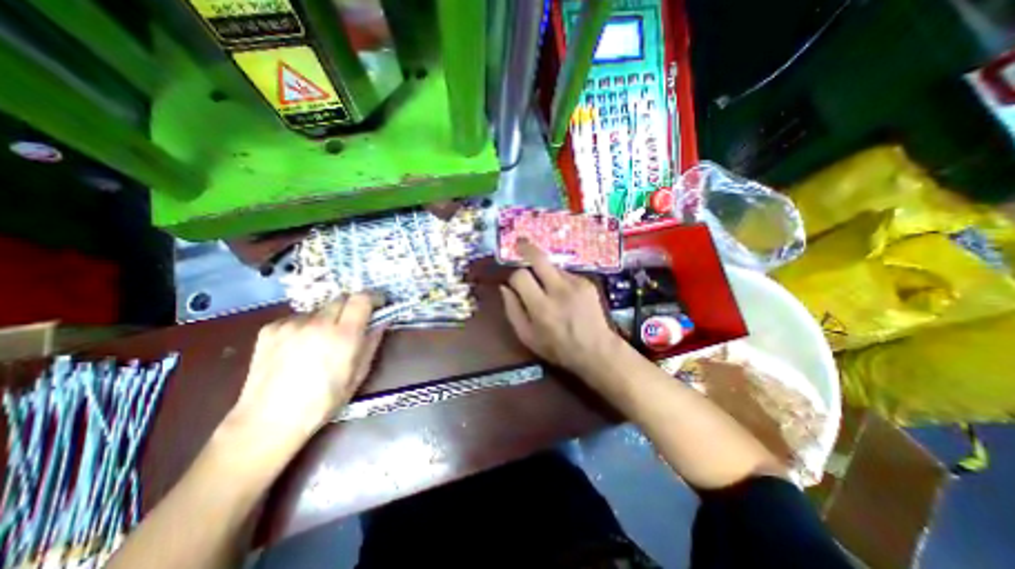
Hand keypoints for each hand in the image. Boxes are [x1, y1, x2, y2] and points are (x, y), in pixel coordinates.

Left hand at [224, 295, 383, 451]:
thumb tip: (381, 322)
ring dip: (328, 318)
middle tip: (352, 324)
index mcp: (343, 335)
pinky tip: (300, 347)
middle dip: (352, 307)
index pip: (362, 298)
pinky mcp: (270, 329)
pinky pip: (298, 318)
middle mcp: (317, 323)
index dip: (374, 297)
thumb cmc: (324, 401)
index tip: (378, 304)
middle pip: (342, 298)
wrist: (268, 421)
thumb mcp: (358, 374)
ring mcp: (291, 324)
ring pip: (320, 309)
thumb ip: (372, 342)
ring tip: (322, 341)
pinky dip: (306, 326)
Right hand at [500, 241, 617, 377]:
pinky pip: (566, 274)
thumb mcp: (527, 337)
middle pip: (539, 258)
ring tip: (549, 290)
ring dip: (545, 273)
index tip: (514, 282)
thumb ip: (512, 310)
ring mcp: (576, 284)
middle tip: (520, 243)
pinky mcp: (587, 283)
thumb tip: (504, 287)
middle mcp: (559, 291)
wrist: (596, 350)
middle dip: (526, 248)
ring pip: (552, 266)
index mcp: (541, 307)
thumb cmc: (557, 347)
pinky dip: (560, 280)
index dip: (514, 276)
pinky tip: (565, 296)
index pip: (520, 276)